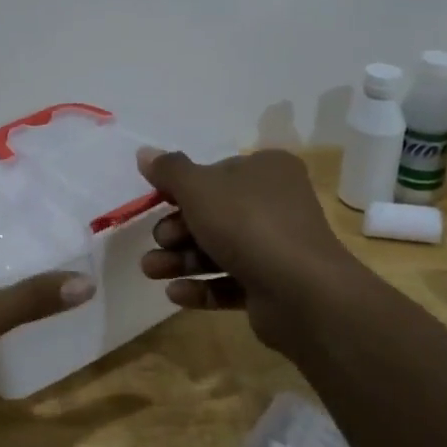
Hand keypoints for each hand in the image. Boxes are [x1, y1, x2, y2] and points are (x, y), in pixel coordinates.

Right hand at [136, 147, 368, 356]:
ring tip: (151, 272)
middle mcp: (276, 204)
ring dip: (181, 260)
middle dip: (177, 230)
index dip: (183, 188)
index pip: (216, 172)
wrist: (301, 292)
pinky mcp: (274, 286)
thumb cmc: (247, 224)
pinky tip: (175, 294)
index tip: (157, 202)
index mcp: (267, 171)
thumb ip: (169, 171)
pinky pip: (231, 282)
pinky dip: (203, 286)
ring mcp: (278, 248)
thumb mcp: (198, 188)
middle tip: (159, 241)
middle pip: (214, 214)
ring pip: (219, 249)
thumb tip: (144, 152)